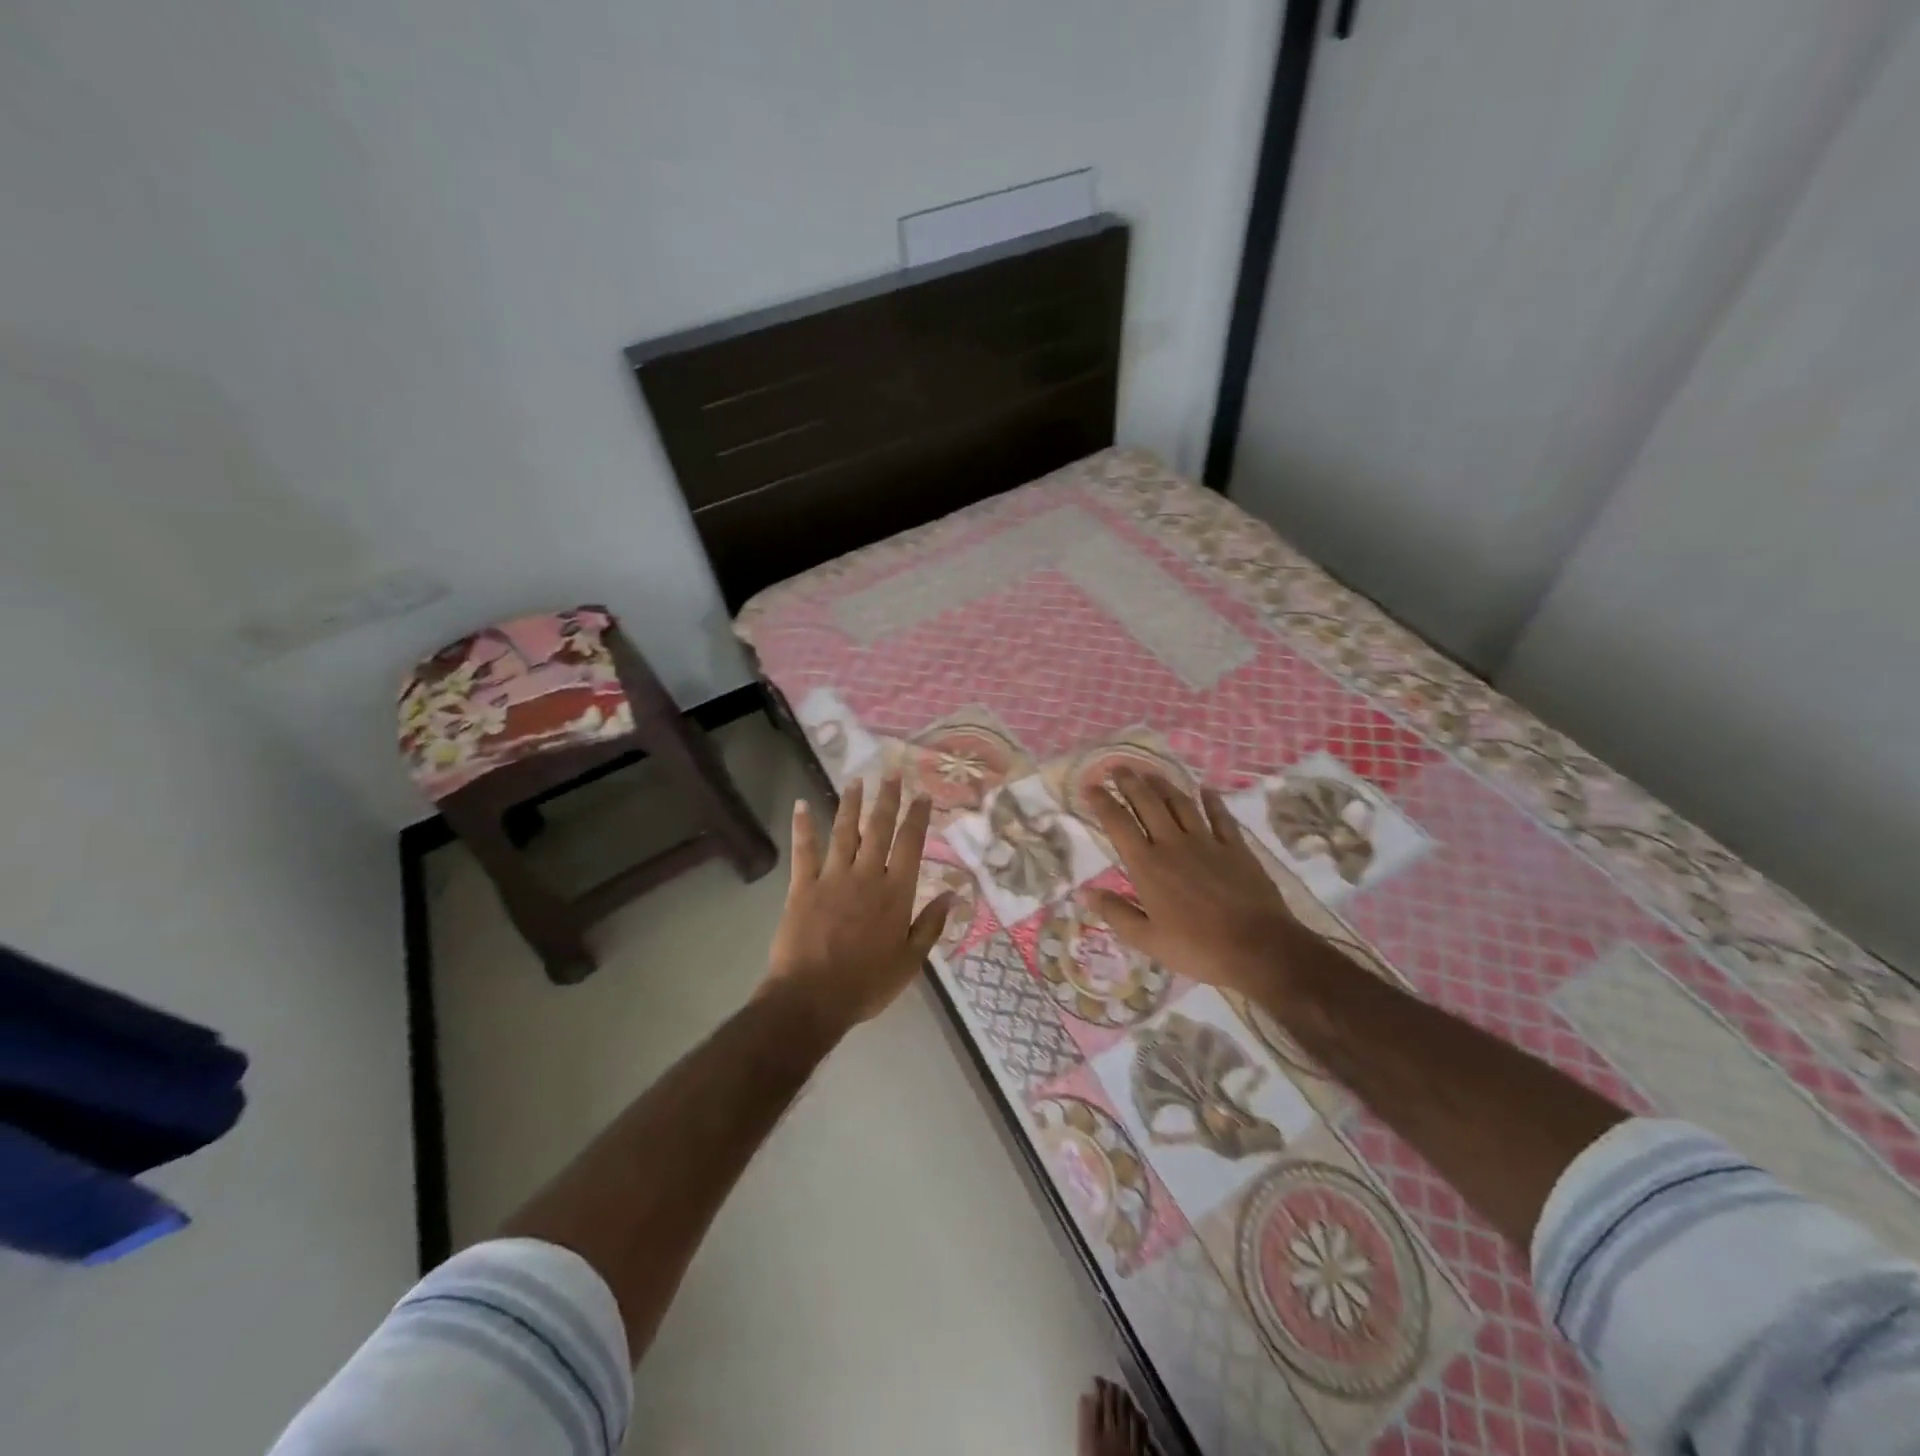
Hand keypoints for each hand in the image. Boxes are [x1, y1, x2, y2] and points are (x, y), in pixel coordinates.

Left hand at [765, 775, 952, 1033]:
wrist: (811, 999)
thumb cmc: (866, 984)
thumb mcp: (910, 962)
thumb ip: (931, 925)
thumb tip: (953, 894)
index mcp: (895, 893)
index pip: (911, 845)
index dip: (917, 817)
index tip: (922, 794)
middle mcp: (866, 876)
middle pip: (879, 829)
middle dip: (887, 799)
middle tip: (891, 773)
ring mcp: (832, 878)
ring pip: (844, 831)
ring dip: (851, 804)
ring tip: (856, 780)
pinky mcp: (802, 886)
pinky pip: (804, 851)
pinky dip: (803, 826)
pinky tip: (802, 805)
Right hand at [1081, 768, 1301, 997]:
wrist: (1258, 947)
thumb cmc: (1197, 947)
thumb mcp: (1147, 940)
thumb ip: (1115, 912)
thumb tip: (1084, 891)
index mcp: (1148, 866)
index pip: (1118, 824)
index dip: (1102, 802)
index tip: (1091, 786)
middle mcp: (1173, 844)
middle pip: (1148, 804)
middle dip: (1130, 782)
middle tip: (1118, 767)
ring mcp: (1207, 842)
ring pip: (1180, 803)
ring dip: (1163, 785)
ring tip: (1150, 772)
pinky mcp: (1235, 848)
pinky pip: (1220, 817)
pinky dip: (1211, 801)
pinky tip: (1206, 789)